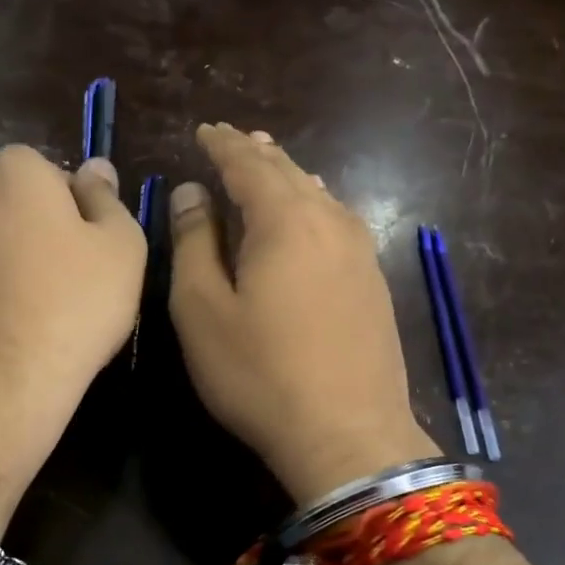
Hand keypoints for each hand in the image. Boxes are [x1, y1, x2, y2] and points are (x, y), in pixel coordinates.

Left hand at [0, 145, 145, 535]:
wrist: (4, 382)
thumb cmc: (75, 305)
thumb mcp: (122, 246)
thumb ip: (108, 198)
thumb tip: (94, 167)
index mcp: (14, 171)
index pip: (51, 171)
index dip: (76, 208)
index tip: (91, 248)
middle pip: (15, 201)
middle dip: (40, 226)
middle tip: (71, 275)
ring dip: (10, 255)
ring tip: (38, 303)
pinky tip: (4, 318)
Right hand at [168, 123, 437, 504]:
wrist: (348, 435)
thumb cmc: (259, 373)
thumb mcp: (203, 310)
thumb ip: (194, 243)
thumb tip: (191, 193)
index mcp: (285, 220)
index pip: (249, 163)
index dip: (223, 144)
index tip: (205, 130)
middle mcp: (330, 222)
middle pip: (290, 172)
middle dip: (258, 153)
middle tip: (233, 140)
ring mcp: (360, 252)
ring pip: (319, 195)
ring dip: (288, 177)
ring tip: (268, 165)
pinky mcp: (373, 282)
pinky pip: (337, 222)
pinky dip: (312, 205)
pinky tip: (308, 215)